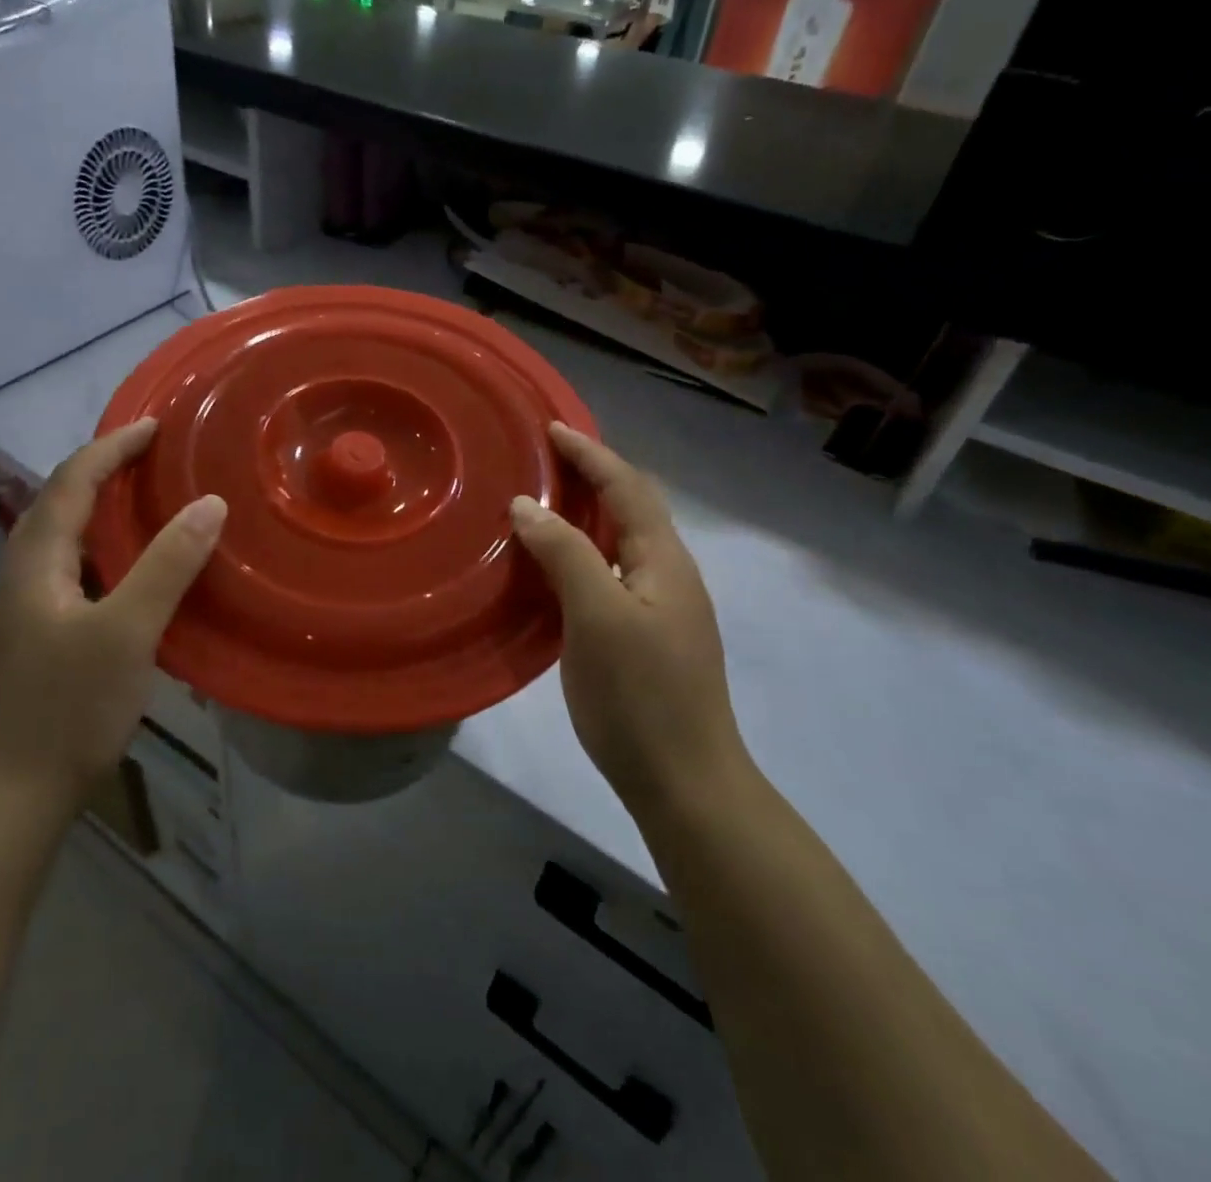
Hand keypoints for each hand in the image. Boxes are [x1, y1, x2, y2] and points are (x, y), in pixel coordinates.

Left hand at [0, 419, 224, 833]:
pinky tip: (126, 571)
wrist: (9, 800)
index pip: (70, 483)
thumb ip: (167, 566)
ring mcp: (21, 613)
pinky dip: (99, 549)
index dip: (111, 448)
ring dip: (98, 509)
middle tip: (151, 457)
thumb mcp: (127, 633)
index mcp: (33, 564)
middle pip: (56, 504)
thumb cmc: (67, 711)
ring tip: (143, 500)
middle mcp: (18, 577)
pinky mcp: (32, 641)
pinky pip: (67, 571)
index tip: (154, 425)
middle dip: (101, 470)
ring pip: (59, 541)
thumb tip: (208, 504)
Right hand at [509, 423, 747, 819]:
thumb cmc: (640, 694)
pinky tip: (554, 566)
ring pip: (621, 542)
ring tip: (544, 501)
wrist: (683, 781)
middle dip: (592, 475)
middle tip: (544, 460)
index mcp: (664, 560)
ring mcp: (660, 608)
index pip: (627, 487)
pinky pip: (610, 573)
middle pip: (631, 508)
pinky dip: (582, 552)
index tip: (551, 429)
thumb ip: (565, 553)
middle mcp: (669, 574)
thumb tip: (528, 505)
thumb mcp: (597, 615)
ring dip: (586, 514)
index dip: (591, 454)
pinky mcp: (644, 636)